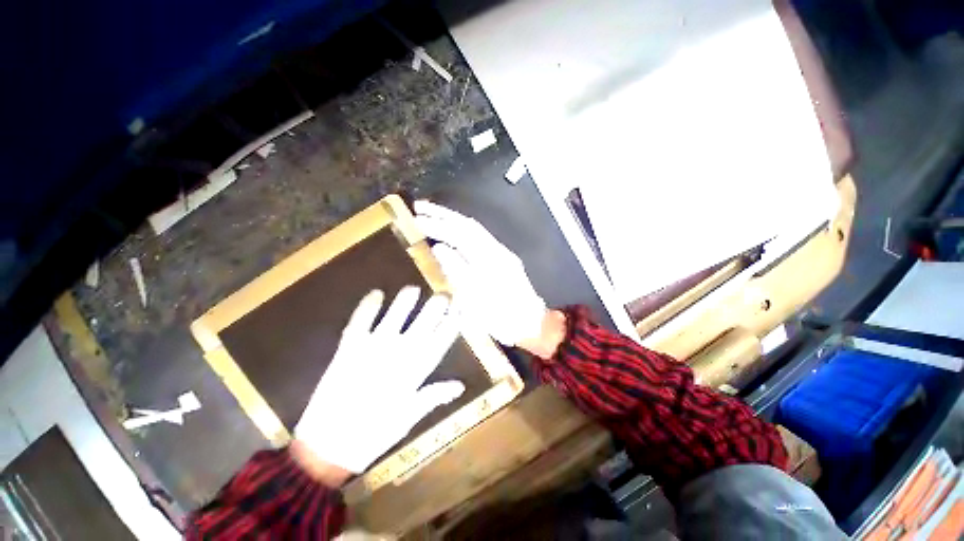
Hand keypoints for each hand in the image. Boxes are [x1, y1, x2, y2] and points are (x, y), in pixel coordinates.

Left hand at [293, 287, 464, 474]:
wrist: (328, 447)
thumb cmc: (374, 435)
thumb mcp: (409, 417)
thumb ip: (434, 396)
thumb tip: (460, 385)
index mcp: (415, 371)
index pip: (441, 340)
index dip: (452, 322)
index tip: (460, 308)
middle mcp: (398, 354)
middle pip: (423, 324)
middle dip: (436, 306)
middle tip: (444, 293)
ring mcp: (373, 348)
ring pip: (395, 317)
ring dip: (405, 301)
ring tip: (413, 288)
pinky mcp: (349, 348)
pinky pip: (360, 321)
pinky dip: (368, 306)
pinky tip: (376, 293)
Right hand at [414, 201, 546, 347]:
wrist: (529, 323)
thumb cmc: (500, 317)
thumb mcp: (475, 299)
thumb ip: (457, 270)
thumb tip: (439, 247)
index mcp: (490, 259)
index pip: (461, 233)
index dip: (438, 224)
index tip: (417, 218)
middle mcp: (497, 250)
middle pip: (468, 225)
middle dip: (443, 214)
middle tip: (420, 206)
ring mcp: (501, 252)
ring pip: (475, 230)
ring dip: (453, 219)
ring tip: (432, 214)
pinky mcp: (503, 257)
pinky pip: (479, 238)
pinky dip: (462, 230)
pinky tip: (452, 230)